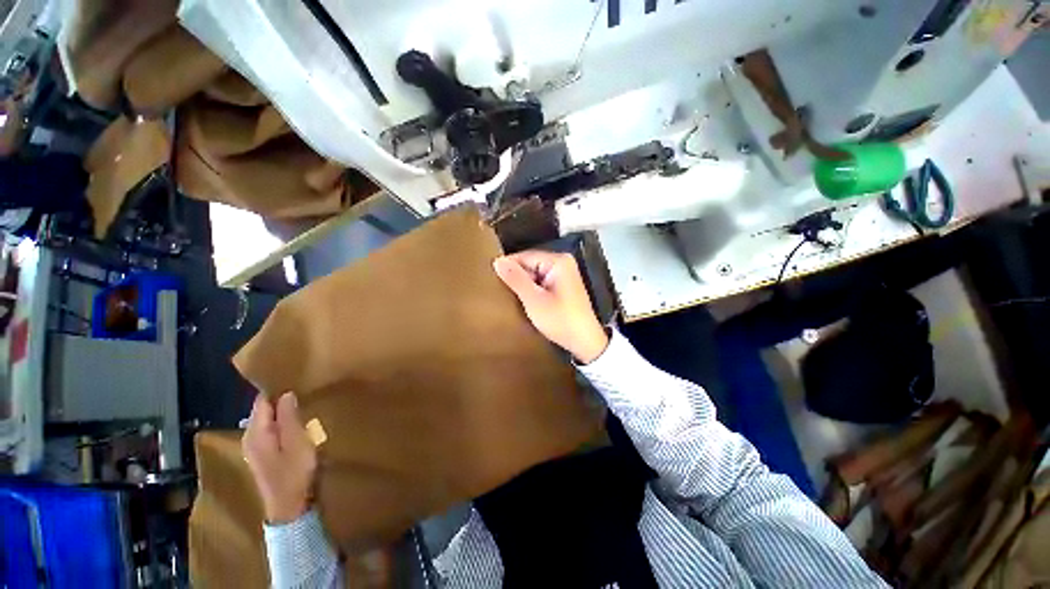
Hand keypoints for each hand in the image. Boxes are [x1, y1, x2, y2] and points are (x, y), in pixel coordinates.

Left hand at [242, 392, 317, 523]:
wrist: (289, 506)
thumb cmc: (294, 473)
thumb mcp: (297, 443)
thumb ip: (288, 417)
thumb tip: (285, 394)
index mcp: (256, 433)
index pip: (262, 401)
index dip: (277, 389)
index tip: (296, 380)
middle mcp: (249, 437)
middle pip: (263, 410)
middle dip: (280, 399)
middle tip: (303, 391)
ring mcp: (255, 447)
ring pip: (267, 420)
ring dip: (282, 412)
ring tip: (302, 403)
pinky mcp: (263, 455)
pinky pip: (270, 430)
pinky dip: (281, 423)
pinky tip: (296, 423)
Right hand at [493, 250, 608, 363]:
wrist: (585, 342)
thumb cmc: (560, 320)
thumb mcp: (534, 300)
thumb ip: (515, 279)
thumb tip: (497, 261)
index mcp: (558, 261)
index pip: (524, 256)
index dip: (508, 267)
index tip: (491, 279)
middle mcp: (563, 263)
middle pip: (530, 264)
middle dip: (516, 277)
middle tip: (499, 291)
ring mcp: (564, 274)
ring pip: (534, 274)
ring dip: (523, 285)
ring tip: (508, 297)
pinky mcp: (563, 286)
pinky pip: (541, 282)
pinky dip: (532, 290)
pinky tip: (524, 301)